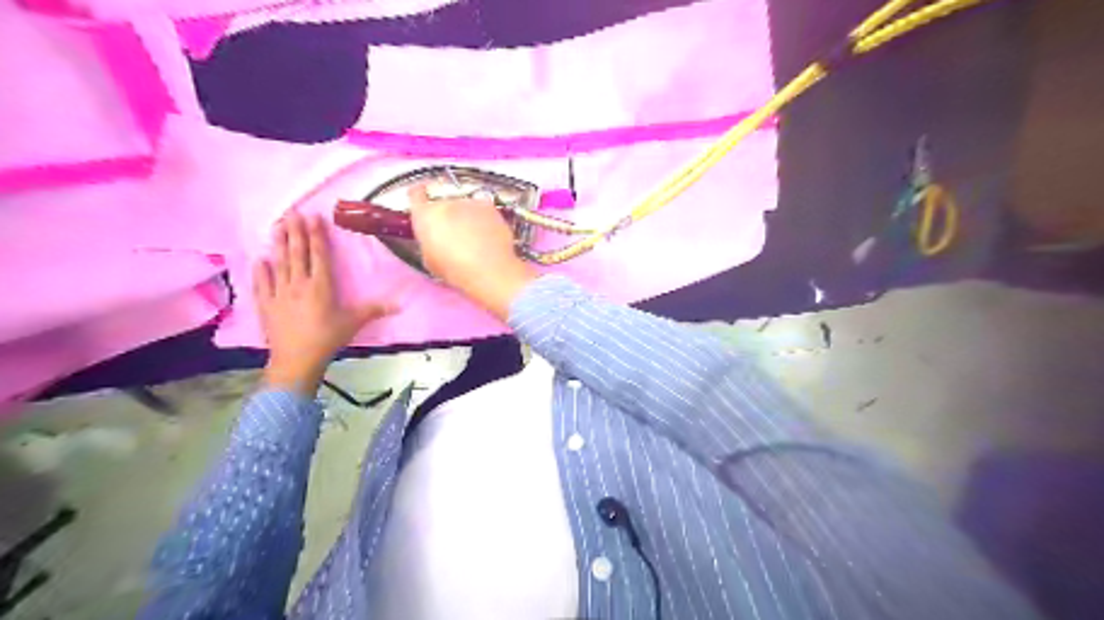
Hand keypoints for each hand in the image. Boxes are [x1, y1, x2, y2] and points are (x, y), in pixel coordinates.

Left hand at [251, 210, 389, 393]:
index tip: (314, 217)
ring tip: (277, 226)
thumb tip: (401, 304)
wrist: (297, 359)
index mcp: (321, 286)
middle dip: (295, 231)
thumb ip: (375, 309)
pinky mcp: (266, 304)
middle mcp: (298, 284)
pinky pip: (262, 283)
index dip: (317, 235)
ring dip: (278, 243)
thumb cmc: (328, 338)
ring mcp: (279, 293)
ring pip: (279, 263)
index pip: (319, 254)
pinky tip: (260, 258)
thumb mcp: (354, 323)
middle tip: (292, 212)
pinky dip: (261, 270)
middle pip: (297, 253)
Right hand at [408, 181, 538, 318]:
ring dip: (466, 217)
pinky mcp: (488, 206)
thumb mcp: (429, 259)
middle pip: (443, 205)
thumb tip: (435, 237)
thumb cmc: (453, 270)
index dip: (419, 195)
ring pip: (464, 207)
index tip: (422, 198)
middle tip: (455, 235)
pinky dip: (484, 220)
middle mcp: (445, 202)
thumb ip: (429, 241)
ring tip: (475, 238)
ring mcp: (469, 202)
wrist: (487, 269)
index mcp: (425, 215)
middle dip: (447, 216)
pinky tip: (489, 235)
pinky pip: (482, 210)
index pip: (416, 195)